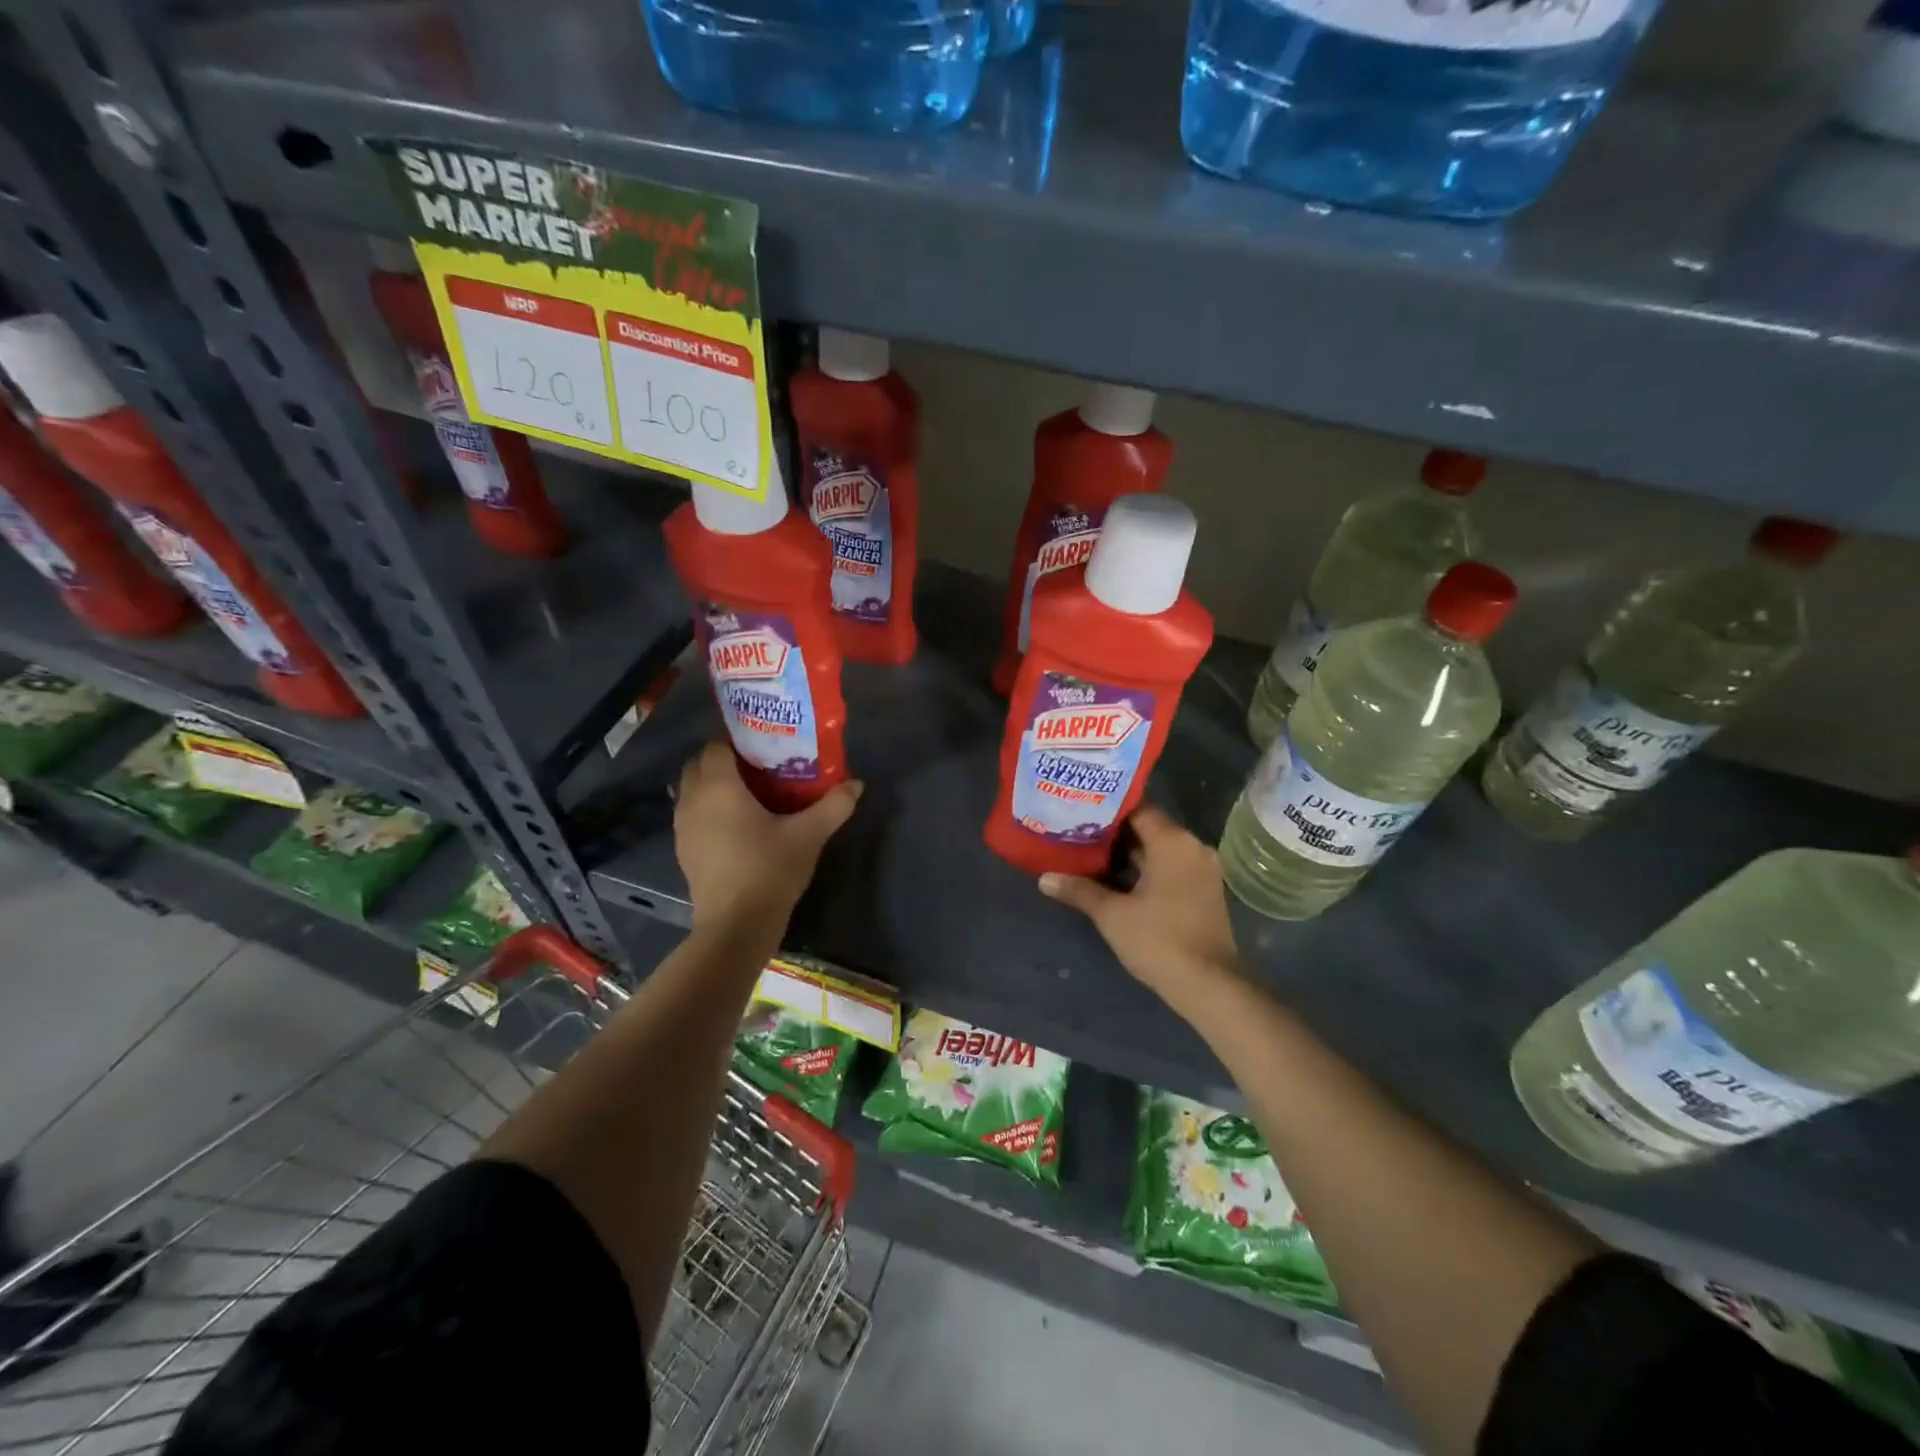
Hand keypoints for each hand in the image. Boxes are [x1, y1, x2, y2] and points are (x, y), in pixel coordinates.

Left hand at [674, 743, 861, 927]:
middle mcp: (693, 800)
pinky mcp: (683, 850)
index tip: (762, 743)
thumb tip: (857, 783)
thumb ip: (833, 805)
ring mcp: (682, 827)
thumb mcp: (809, 835)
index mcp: (719, 787)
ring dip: (712, 785)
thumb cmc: (770, 870)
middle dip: (722, 760)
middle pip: (698, 765)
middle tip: (756, 765)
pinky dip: (707, 809)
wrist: (736, 925)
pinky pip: (691, 814)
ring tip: (747, 793)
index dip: (735, 740)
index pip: (716, 746)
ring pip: (691, 790)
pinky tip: (735, 824)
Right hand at [1040, 805, 1240, 1006]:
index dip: (1106, 806)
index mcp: (1173, 841)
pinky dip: (1144, 868)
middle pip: (1147, 826)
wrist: (1210, 986)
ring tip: (1087, 851)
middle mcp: (1192, 846)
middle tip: (1075, 828)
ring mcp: (1201, 869)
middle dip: (1112, 830)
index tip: (1079, 806)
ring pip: (1158, 848)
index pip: (1137, 807)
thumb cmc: (1159, 940)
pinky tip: (1114, 877)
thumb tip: (1044, 878)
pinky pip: (1169, 866)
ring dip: (1127, 851)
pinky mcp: (1202, 890)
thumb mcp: (1112, 915)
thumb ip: (1079, 890)